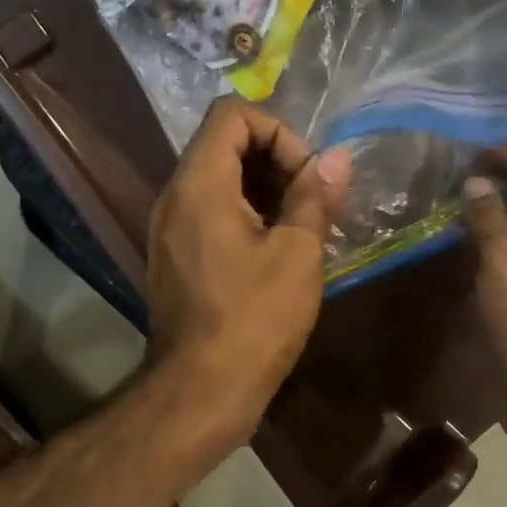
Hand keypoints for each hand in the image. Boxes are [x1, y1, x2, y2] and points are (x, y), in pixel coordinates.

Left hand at [145, 99, 352, 448]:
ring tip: (302, 227)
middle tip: (312, 202)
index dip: (278, 131)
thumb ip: (315, 196)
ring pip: (218, 180)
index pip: (232, 114)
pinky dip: (244, 215)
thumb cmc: (254, 319)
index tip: (306, 176)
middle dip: (276, 161)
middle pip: (224, 144)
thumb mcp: (297, 254)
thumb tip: (337, 158)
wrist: (200, 391)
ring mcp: (168, 228)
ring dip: (264, 190)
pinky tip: (277, 251)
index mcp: (199, 184)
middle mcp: (174, 196)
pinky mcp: (174, 255)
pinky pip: (209, 212)